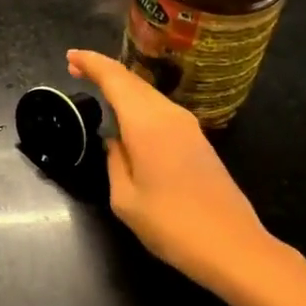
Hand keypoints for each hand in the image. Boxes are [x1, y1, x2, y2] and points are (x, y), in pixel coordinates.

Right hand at [66, 49, 274, 295]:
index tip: (70, 56)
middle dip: (104, 70)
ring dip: (122, 86)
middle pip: (133, 80)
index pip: (115, 78)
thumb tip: (115, 143)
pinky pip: (160, 109)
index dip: (91, 63)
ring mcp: (188, 126)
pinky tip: (129, 115)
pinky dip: (138, 102)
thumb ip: (114, 161)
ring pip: (148, 93)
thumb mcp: (126, 200)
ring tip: (98, 87)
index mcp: (146, 123)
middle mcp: (168, 115)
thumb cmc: (173, 226)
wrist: (235, 248)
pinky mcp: (198, 141)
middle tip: (77, 68)